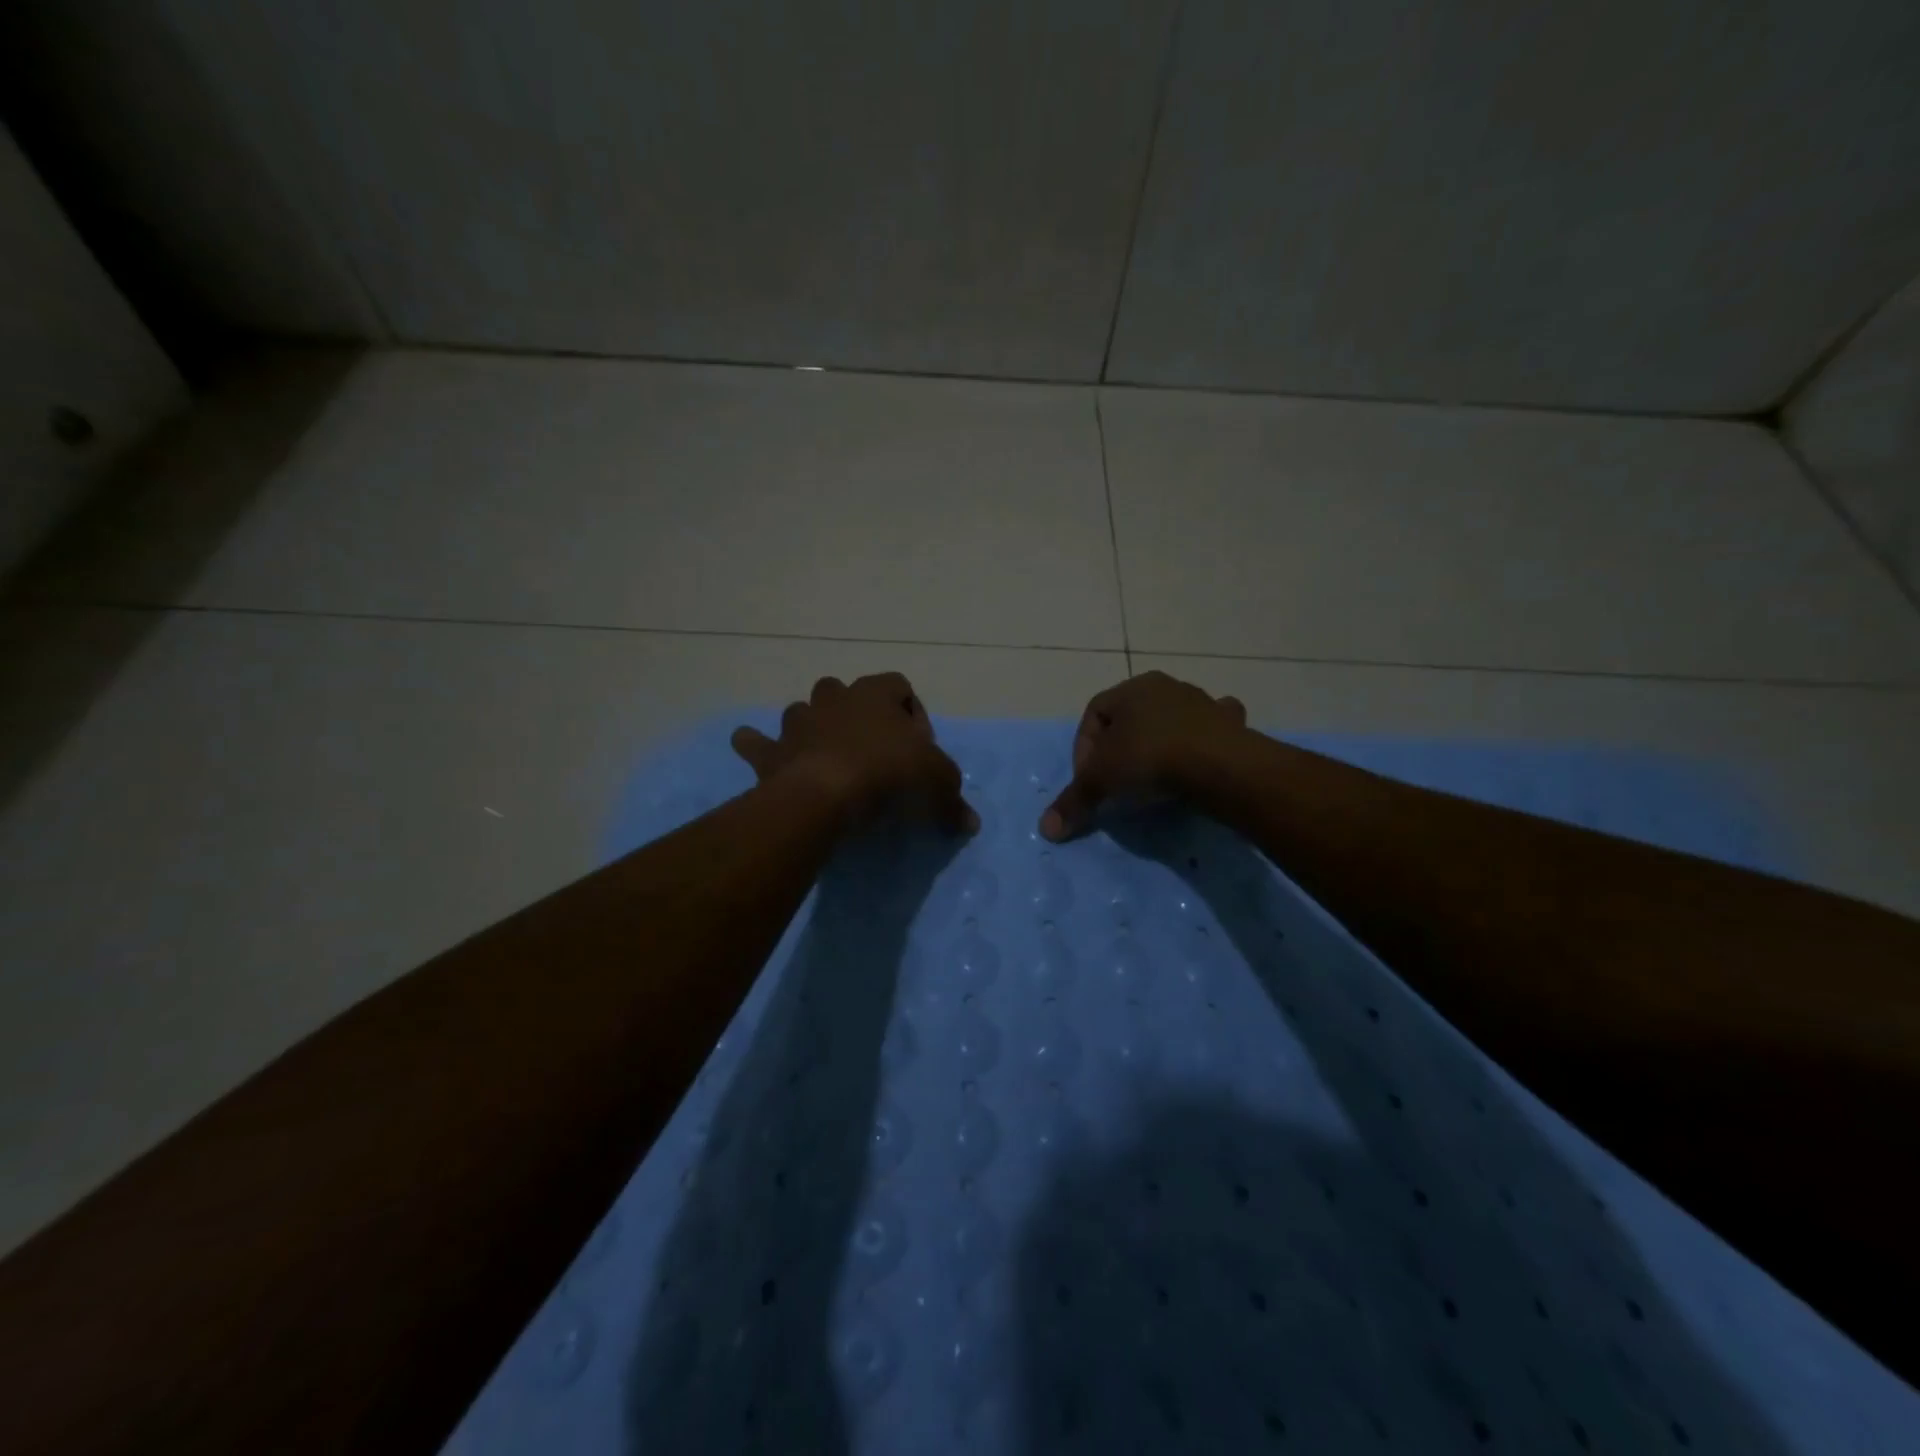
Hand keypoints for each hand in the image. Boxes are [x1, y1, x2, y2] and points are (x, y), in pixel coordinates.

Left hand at [732, 673, 978, 833]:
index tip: (919, 748)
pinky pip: (756, 741)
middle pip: (846, 692)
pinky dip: (757, 746)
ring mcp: (798, 722)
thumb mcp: (937, 784)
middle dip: (857, 714)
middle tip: (872, 750)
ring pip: (803, 711)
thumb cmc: (888, 774)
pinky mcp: (772, 751)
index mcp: (875, 694)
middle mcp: (834, 698)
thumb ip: (954, 799)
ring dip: (813, 727)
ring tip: (825, 756)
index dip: (912, 713)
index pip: (899, 687)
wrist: (826, 794)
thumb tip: (970, 824)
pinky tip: (758, 752)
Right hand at [1040, 671, 1247, 840]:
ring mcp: (1200, 702)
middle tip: (1117, 780)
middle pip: (1131, 717)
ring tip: (1155, 778)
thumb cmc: (1149, 759)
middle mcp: (1164, 687)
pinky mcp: (1228, 723)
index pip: (1093, 714)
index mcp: (1130, 689)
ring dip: (1159, 742)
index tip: (1087, 780)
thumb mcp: (1101, 781)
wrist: (1219, 765)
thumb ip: (1073, 801)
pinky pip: (1210, 728)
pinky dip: (1201, 742)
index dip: (1083, 748)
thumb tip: (1046, 828)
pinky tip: (1198, 761)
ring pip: (1170, 719)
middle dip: (1120, 746)